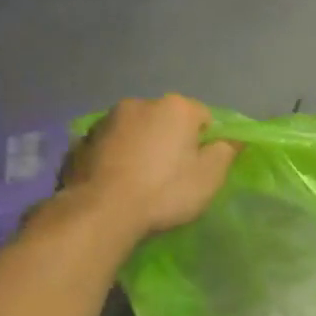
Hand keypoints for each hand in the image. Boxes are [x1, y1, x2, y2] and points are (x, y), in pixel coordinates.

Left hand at [62, 95, 237, 240]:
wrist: (101, 212)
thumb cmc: (164, 191)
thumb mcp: (209, 177)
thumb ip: (226, 152)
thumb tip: (233, 139)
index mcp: (176, 107)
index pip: (203, 117)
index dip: (205, 142)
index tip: (198, 168)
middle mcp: (141, 103)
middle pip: (166, 120)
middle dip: (170, 140)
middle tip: (169, 175)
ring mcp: (107, 119)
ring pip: (136, 130)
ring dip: (140, 146)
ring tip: (138, 180)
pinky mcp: (83, 139)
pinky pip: (110, 144)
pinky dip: (116, 155)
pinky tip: (115, 181)